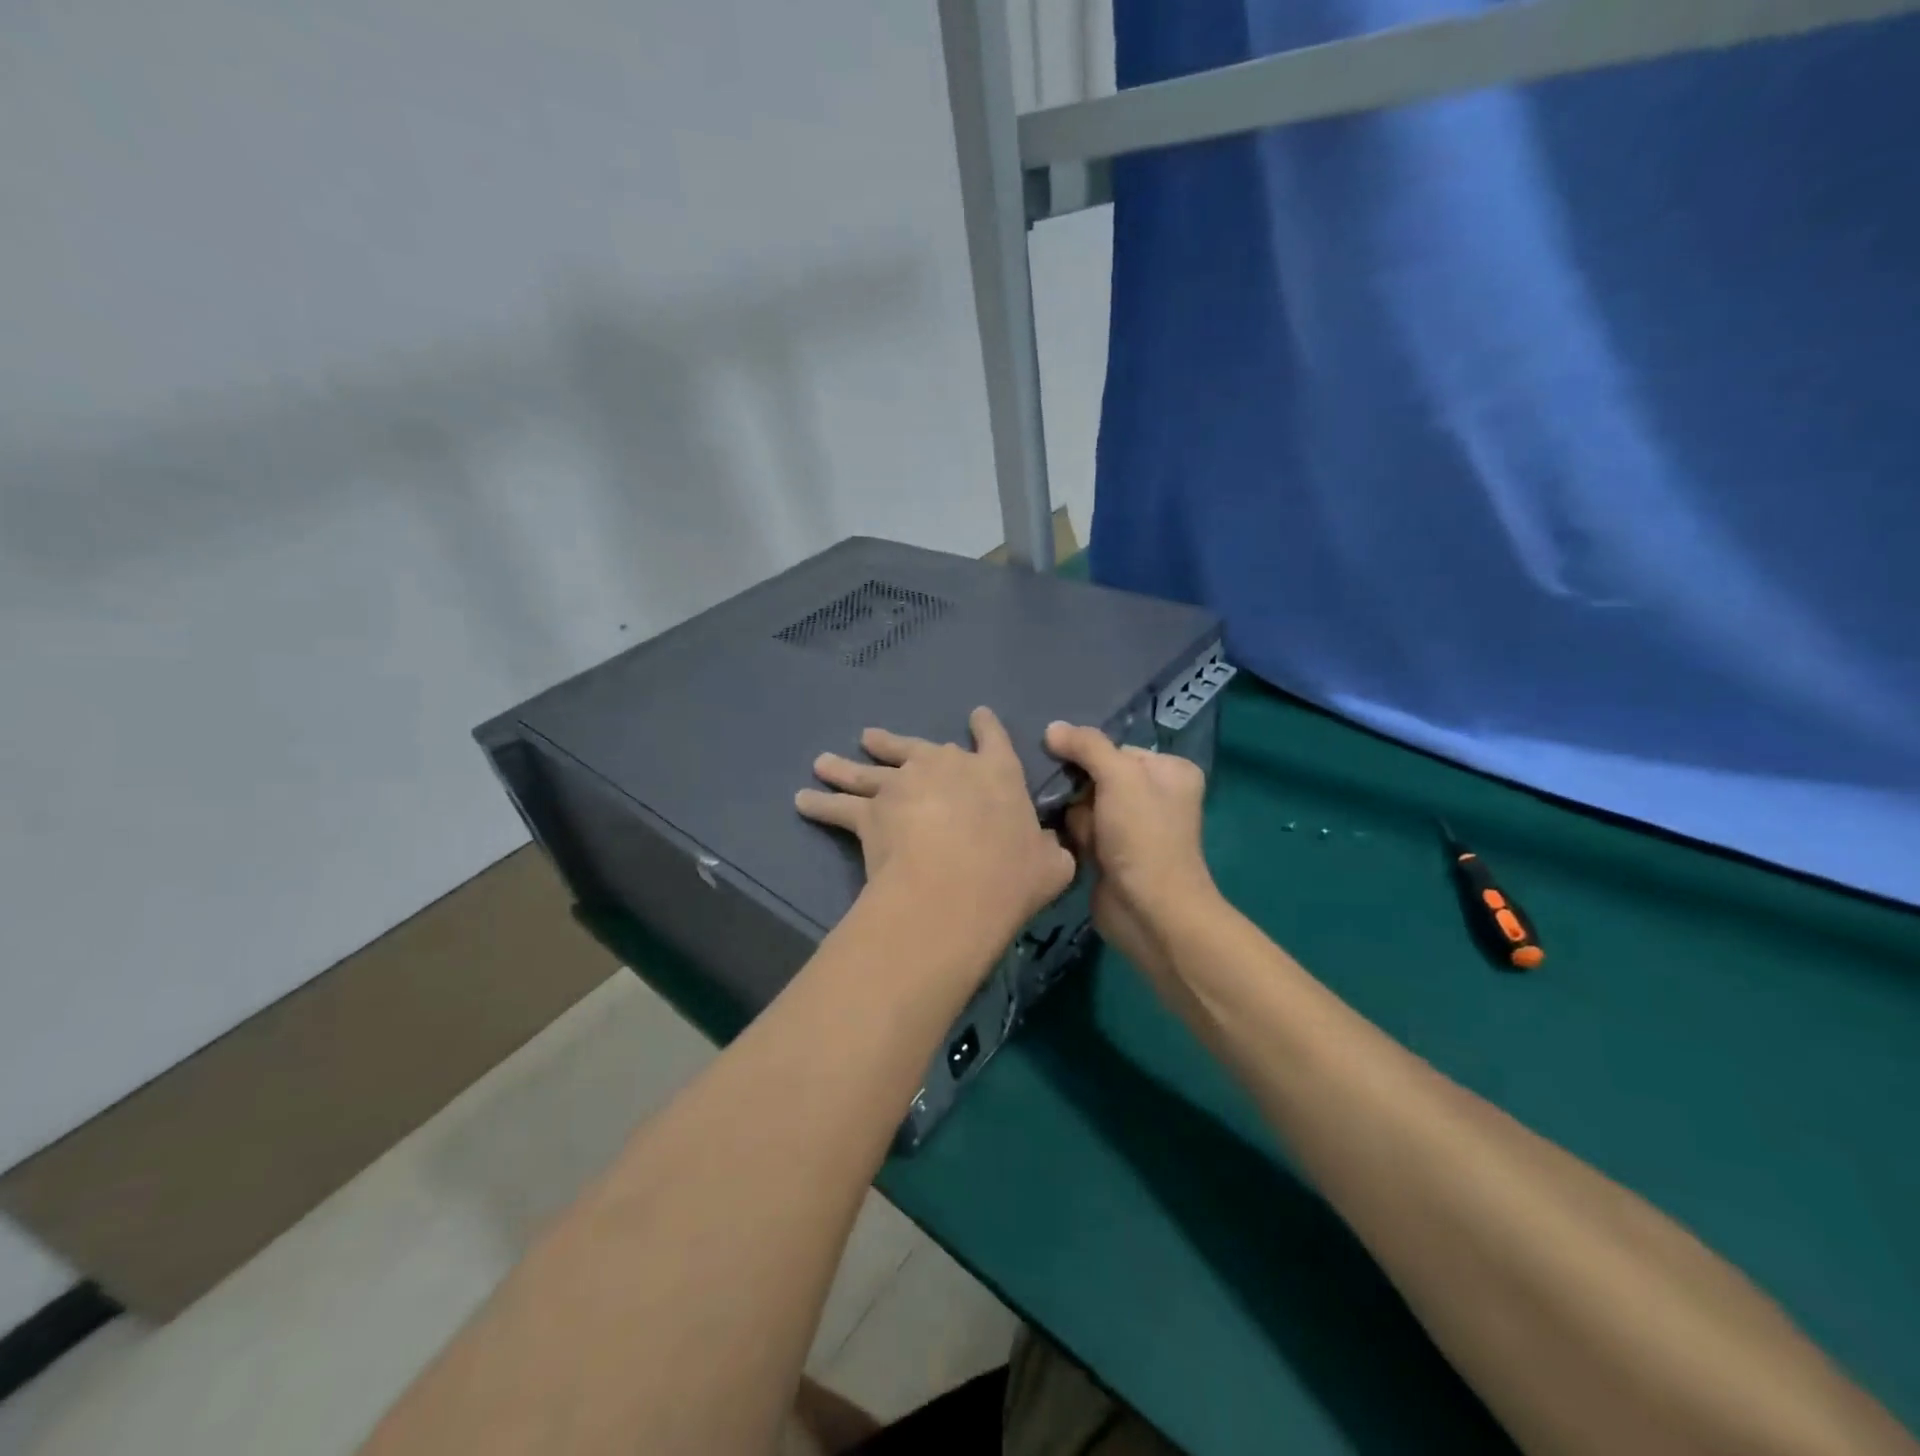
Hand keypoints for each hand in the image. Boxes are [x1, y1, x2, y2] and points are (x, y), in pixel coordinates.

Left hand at [796, 706, 1075, 938]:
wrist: (954, 887)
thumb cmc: (1010, 875)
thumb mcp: (1052, 864)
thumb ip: (1051, 849)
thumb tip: (1052, 848)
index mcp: (996, 772)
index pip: (993, 738)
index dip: (985, 726)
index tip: (977, 715)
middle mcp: (946, 766)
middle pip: (917, 747)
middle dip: (894, 743)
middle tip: (871, 738)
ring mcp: (903, 783)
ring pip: (869, 769)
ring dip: (846, 766)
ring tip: (825, 761)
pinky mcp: (869, 810)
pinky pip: (838, 806)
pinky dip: (819, 804)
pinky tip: (802, 800)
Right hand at [1043, 722, 1217, 974]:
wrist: (1149, 911)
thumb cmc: (1143, 836)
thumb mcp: (1119, 777)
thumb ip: (1087, 746)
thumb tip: (1051, 728)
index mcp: (1169, 771)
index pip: (1115, 748)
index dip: (1088, 755)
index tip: (1059, 760)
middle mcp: (1154, 796)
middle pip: (1097, 775)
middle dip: (1077, 788)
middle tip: (1061, 797)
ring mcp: (1132, 827)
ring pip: (1084, 803)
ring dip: (1072, 814)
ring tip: (1064, 825)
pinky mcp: (1111, 854)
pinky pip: (1081, 830)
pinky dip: (1071, 835)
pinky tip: (1062, 840)